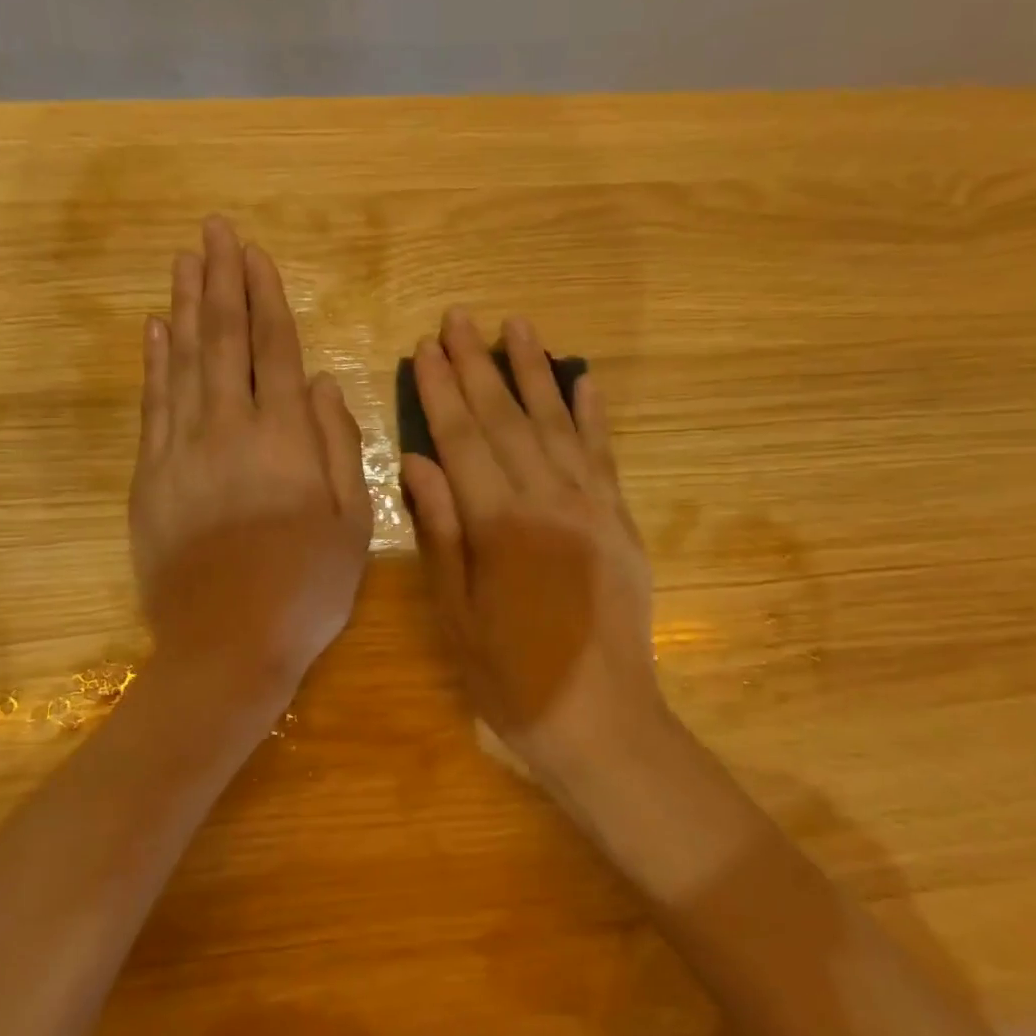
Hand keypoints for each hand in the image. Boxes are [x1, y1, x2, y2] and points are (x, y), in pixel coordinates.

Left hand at [129, 217, 371, 701]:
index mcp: (284, 439)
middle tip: (212, 231)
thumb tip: (319, 381)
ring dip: (184, 308)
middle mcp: (229, 429)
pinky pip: (152, 405)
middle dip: (220, 282)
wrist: (229, 645)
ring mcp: (181, 451)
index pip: (273, 349)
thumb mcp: (353, 522)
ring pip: (182, 362)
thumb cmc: (306, 587)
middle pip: (222, 341)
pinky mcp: (150, 478)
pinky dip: (153, 362)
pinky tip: (155, 330)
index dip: (264, 296)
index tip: (253, 252)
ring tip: (184, 262)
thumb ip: (338, 444)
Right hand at [399, 310, 663, 771]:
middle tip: (460, 317)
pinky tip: (583, 379)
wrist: (600, 719)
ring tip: (517, 326)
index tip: (425, 347)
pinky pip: (604, 454)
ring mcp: (592, 506)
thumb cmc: (511, 677)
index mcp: (499, 523)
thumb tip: (416, 460)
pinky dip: (593, 414)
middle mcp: (548, 499)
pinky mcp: (619, 520)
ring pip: (557, 423)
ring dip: (534, 372)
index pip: (463, 439)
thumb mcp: (455, 613)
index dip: (441, 391)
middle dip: (479, 365)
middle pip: (507, 419)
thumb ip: (441, 530)